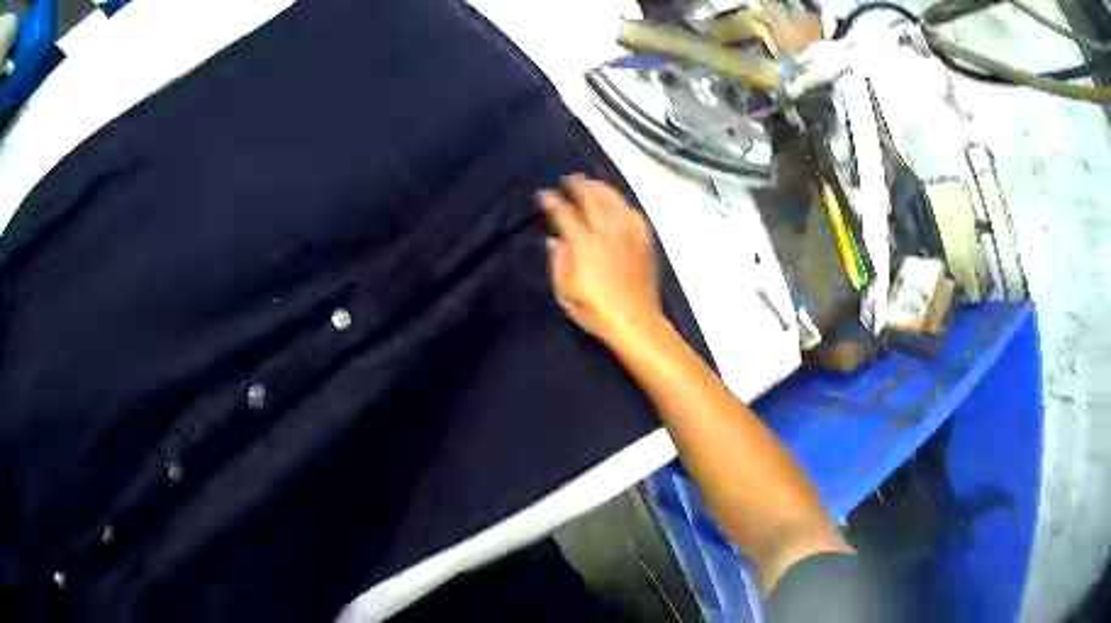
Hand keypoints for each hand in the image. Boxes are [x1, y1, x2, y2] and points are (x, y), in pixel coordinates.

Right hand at [537, 175, 662, 347]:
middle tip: (567, 179)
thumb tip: (554, 240)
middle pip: (590, 198)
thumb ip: (558, 261)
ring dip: (599, 188)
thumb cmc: (595, 311)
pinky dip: (622, 203)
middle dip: (577, 185)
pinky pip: (633, 212)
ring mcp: (628, 233)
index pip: (564, 213)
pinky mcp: (644, 239)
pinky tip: (617, 203)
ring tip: (590, 183)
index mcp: (584, 244)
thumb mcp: (565, 292)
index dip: (552, 201)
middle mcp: (607, 231)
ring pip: (613, 200)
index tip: (543, 194)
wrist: (636, 322)